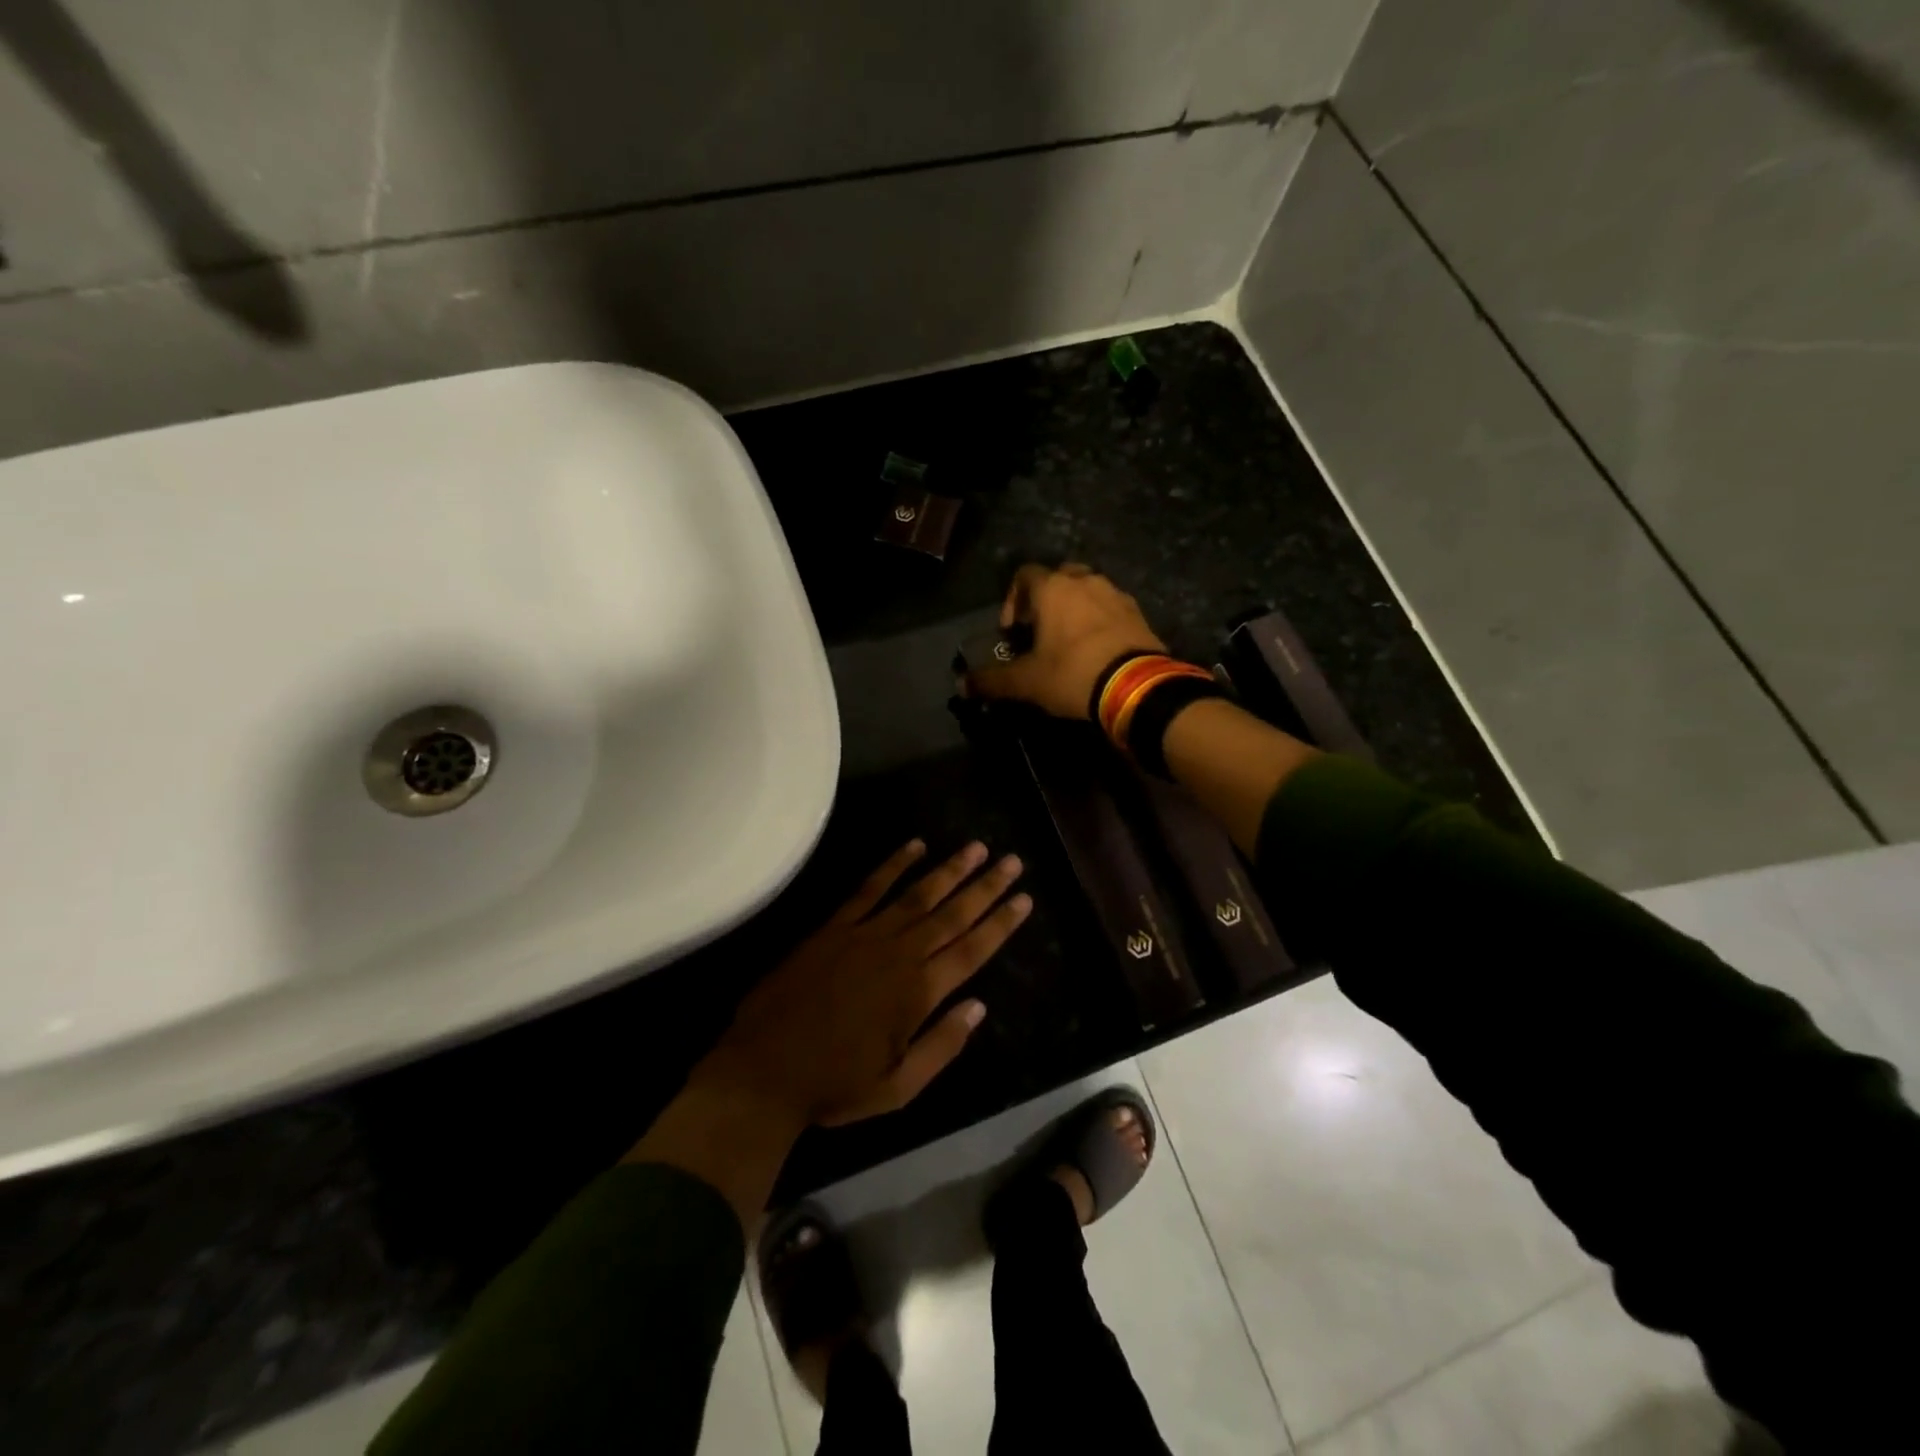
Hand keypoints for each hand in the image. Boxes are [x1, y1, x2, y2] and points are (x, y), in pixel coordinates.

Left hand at [702, 839, 1030, 1128]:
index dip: (1001, 923)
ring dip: (950, 869)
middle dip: (986, 886)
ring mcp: (865, 935)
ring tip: (976, 847)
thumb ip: (943, 1045)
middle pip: (952, 914)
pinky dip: (893, 865)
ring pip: (918, 894)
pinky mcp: (834, 927)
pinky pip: (869, 888)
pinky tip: (914, 846)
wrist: (763, 1071)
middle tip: (1013, 861)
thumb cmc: (835, 1085)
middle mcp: (899, 955)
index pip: (972, 949)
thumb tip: (979, 1006)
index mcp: (919, 993)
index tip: (1024, 898)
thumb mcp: (899, 1087)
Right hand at [967, 563, 1166, 718]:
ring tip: (1069, 641)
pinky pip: (1110, 607)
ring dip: (1074, 608)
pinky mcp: (1138, 612)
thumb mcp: (1026, 682)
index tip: (1012, 631)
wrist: (1137, 686)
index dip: (1012, 600)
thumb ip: (992, 681)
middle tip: (1039, 630)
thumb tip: (961, 685)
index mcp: (1053, 589)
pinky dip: (1099, 620)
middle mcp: (1084, 580)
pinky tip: (1096, 648)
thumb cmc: (1073, 674)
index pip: (1023, 575)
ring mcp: (1115, 593)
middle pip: (1058, 577)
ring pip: (1087, 590)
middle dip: (1045, 600)